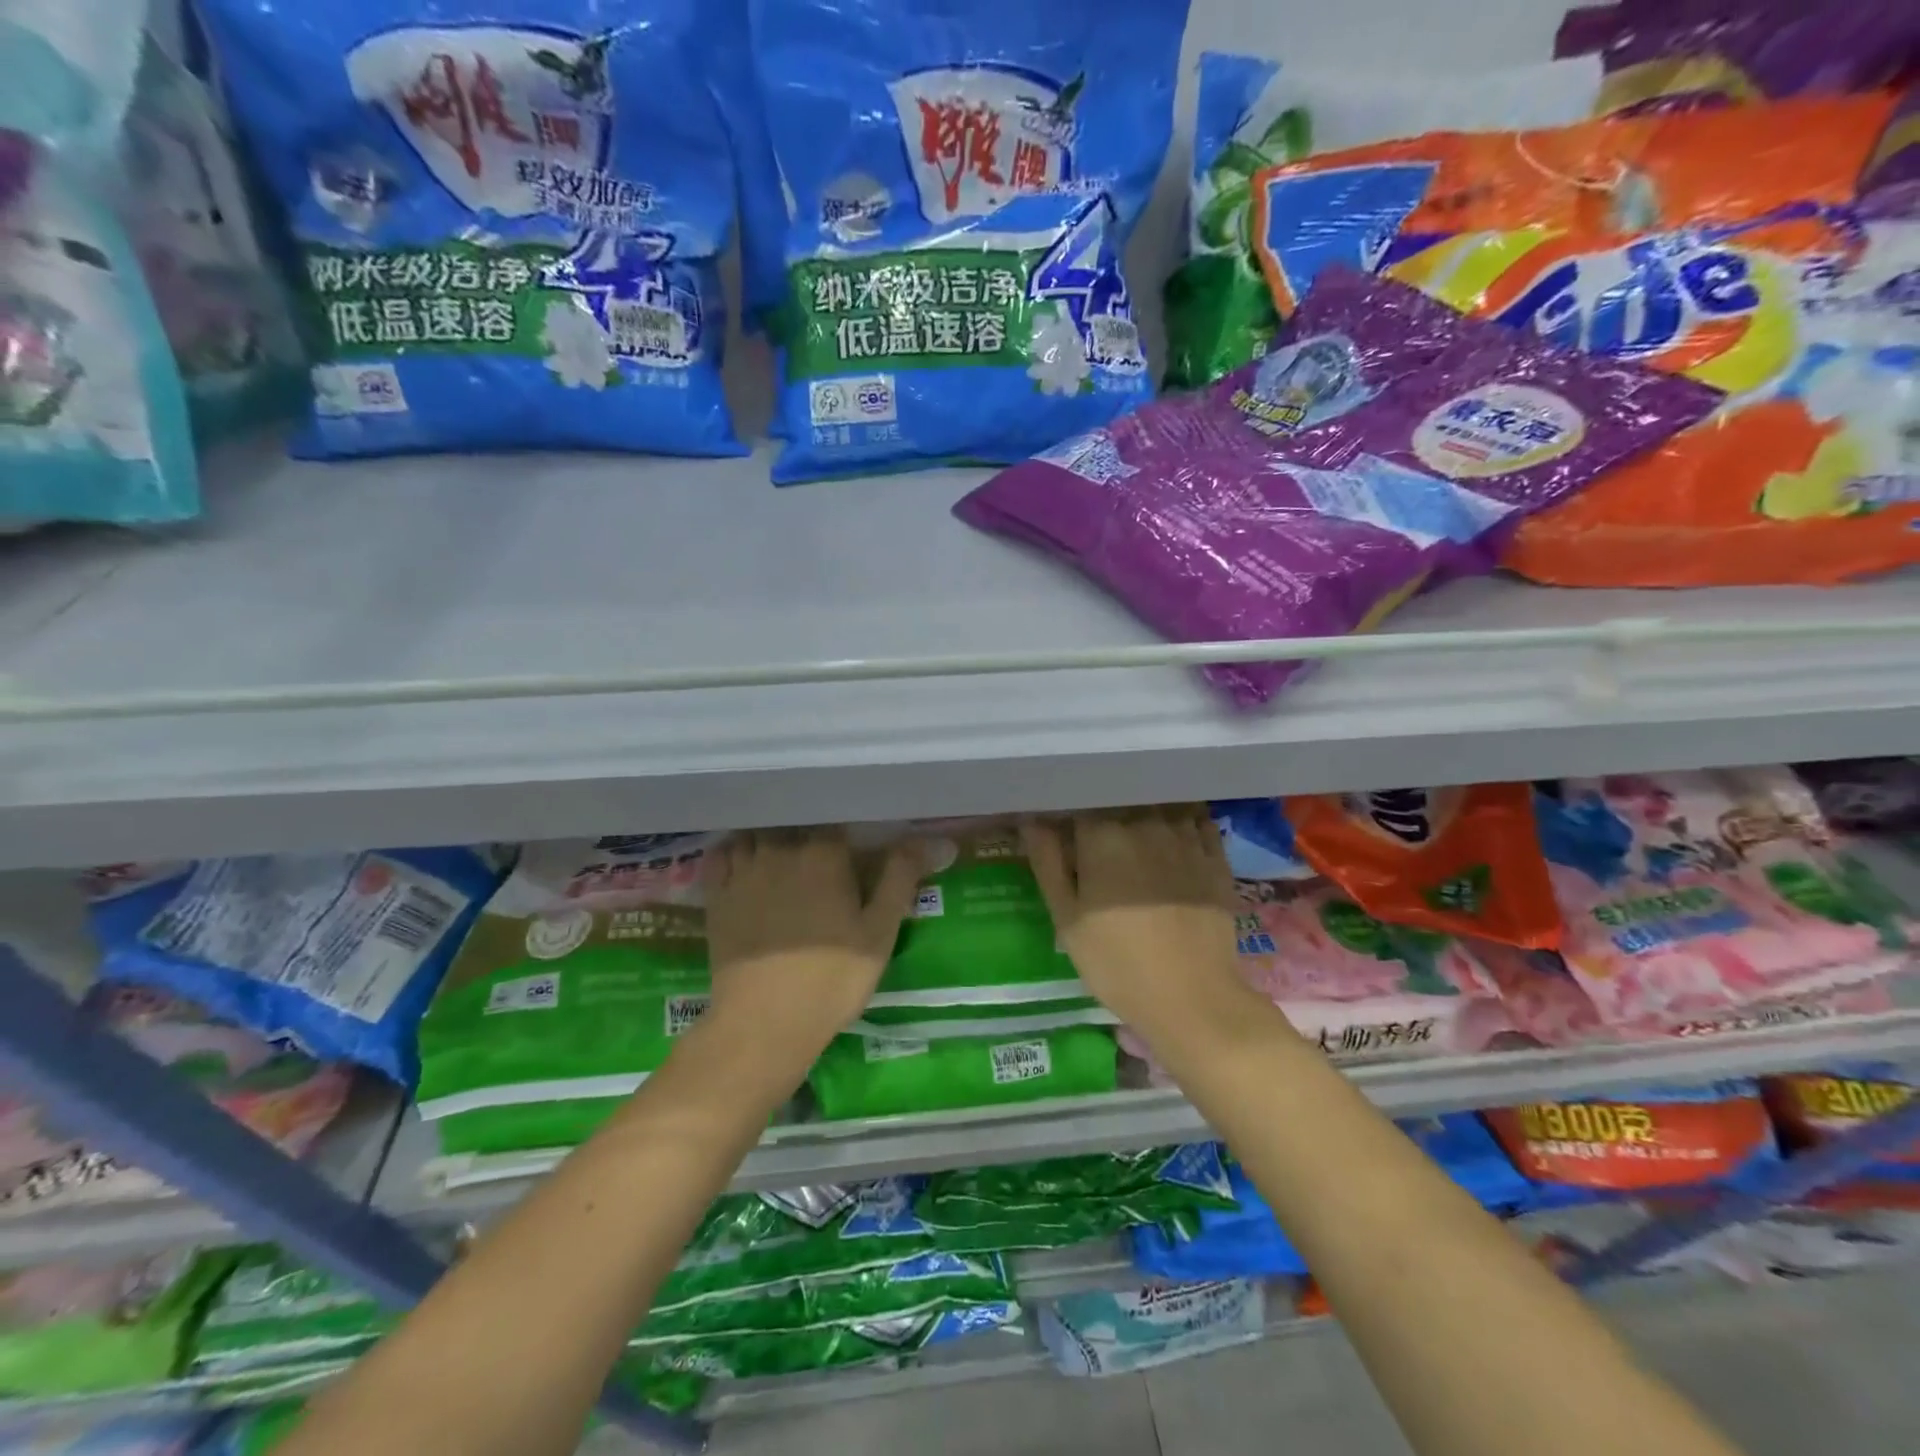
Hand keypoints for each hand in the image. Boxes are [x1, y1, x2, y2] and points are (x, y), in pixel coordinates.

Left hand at [701, 828, 924, 1067]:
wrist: (765, 1023)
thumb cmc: (832, 978)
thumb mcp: (880, 931)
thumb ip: (900, 877)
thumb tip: (924, 838)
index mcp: (823, 854)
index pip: (835, 822)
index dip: (845, 834)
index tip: (852, 852)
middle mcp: (780, 850)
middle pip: (795, 823)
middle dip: (808, 833)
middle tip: (820, 860)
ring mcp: (743, 871)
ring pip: (757, 832)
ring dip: (772, 837)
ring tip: (783, 857)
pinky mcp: (716, 895)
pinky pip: (721, 854)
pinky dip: (734, 850)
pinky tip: (744, 862)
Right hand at [1022, 807, 1240, 1033]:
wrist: (1193, 999)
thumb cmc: (1117, 963)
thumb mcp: (1067, 919)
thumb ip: (1048, 863)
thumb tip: (1032, 821)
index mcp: (1102, 835)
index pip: (1079, 806)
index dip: (1071, 820)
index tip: (1068, 838)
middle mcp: (1145, 823)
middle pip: (1121, 803)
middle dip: (1108, 816)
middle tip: (1102, 846)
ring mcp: (1186, 838)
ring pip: (1159, 807)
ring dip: (1146, 814)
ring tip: (1139, 840)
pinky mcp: (1217, 857)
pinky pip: (1197, 822)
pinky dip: (1184, 823)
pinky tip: (1177, 840)